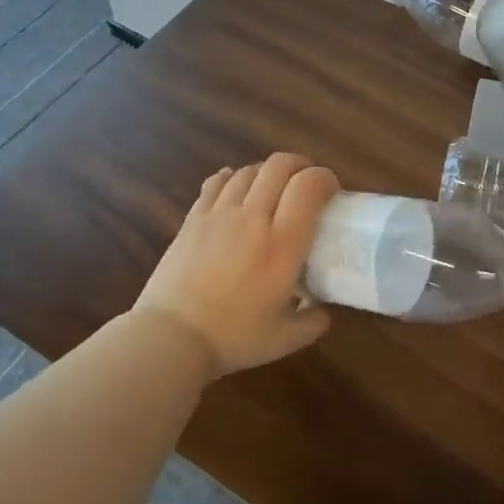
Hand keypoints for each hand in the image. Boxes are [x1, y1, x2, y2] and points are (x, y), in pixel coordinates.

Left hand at [135, 154, 339, 376]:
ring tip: (274, 187)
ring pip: (248, 171)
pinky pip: (215, 184)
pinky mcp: (193, 220)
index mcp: (283, 243)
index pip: (308, 186)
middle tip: (307, 184)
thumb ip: (313, 321)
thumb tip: (324, 312)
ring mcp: (219, 215)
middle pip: (279, 166)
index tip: (332, 192)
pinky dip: (231, 177)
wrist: (172, 338)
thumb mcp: (286, 338)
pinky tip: (235, 184)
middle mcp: (253, 218)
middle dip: (300, 165)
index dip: (325, 178)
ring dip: (267, 172)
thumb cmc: (234, 337)